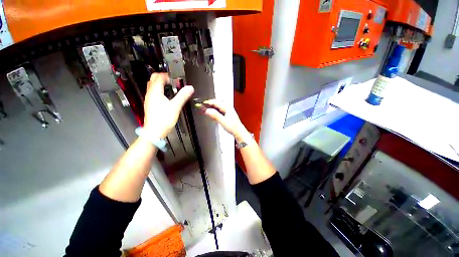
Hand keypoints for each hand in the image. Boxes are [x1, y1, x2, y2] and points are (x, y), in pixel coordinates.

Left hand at [143, 73, 193, 138]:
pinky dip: (160, 91)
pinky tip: (168, 97)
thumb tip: (190, 88)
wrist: (154, 132)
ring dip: (161, 84)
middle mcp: (150, 94)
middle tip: (173, 82)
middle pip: (153, 79)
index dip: (168, 75)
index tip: (176, 79)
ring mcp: (149, 99)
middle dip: (163, 77)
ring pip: (153, 86)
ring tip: (172, 88)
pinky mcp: (151, 105)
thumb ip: (183, 96)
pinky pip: (154, 93)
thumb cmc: (163, 120)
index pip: (159, 77)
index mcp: (155, 92)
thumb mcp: (175, 107)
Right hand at [202, 99, 249, 142]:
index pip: (216, 102)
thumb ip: (215, 115)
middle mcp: (228, 108)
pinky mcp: (227, 114)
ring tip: (206, 109)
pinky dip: (215, 111)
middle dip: (210, 104)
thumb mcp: (223, 121)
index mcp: (227, 107)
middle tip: (203, 106)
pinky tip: (213, 114)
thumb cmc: (233, 127)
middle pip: (217, 103)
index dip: (208, 102)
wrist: (238, 132)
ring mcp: (228, 111)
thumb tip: (207, 110)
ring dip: (212, 107)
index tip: (202, 104)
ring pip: (218, 107)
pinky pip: (220, 110)